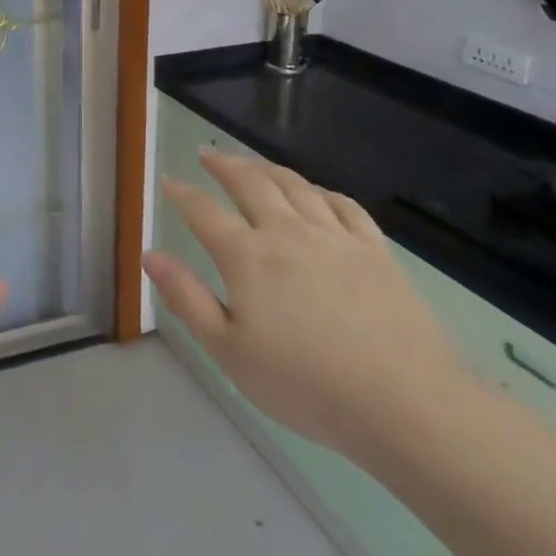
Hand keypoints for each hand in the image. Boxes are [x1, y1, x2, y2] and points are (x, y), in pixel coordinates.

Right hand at [146, 151, 474, 471]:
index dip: (182, 193)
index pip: (204, 211)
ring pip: (295, 185)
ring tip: (252, 163)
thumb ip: (187, 298)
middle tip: (207, 153)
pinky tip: (316, 193)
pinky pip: (343, 205)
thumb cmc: (305, 384)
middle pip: (250, 183)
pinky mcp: (375, 250)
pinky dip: (321, 191)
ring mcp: (335, 237)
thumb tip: (150, 254)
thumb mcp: (228, 351)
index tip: (169, 180)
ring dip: (267, 168)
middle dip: (224, 164)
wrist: (405, 402)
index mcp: (248, 256)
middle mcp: (288, 232)